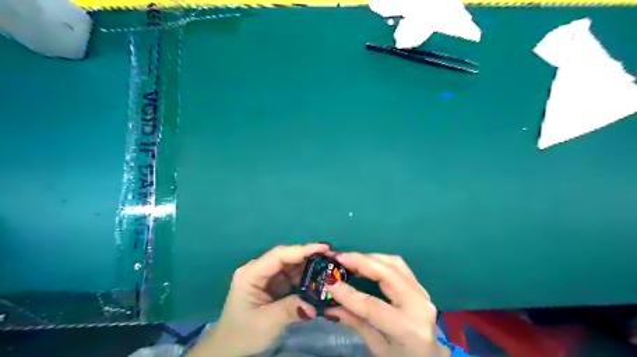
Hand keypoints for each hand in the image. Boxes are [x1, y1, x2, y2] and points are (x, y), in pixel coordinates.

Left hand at [188, 243, 327, 355]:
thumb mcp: (266, 322)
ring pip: (290, 266)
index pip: (279, 256)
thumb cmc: (242, 334)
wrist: (228, 349)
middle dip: (308, 256)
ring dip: (308, 266)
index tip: (324, 248)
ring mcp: (266, 277)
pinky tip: (317, 279)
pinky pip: (291, 276)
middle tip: (331, 257)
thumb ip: (290, 310)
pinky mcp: (272, 285)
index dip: (302, 250)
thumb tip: (314, 306)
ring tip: (328, 267)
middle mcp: (258, 270)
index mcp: (251, 274)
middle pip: (286, 257)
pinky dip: (304, 277)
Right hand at [324, 252, 446, 356]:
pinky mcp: (419, 286)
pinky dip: (380, 260)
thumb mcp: (378, 348)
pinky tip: (366, 261)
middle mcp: (418, 305)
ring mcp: (422, 292)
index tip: (329, 282)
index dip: (349, 293)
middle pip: (387, 274)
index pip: (373, 306)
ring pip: (394, 263)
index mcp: (408, 328)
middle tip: (338, 257)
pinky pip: (399, 265)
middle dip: (360, 262)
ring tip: (349, 258)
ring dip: (369, 257)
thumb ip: (356, 323)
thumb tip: (329, 307)